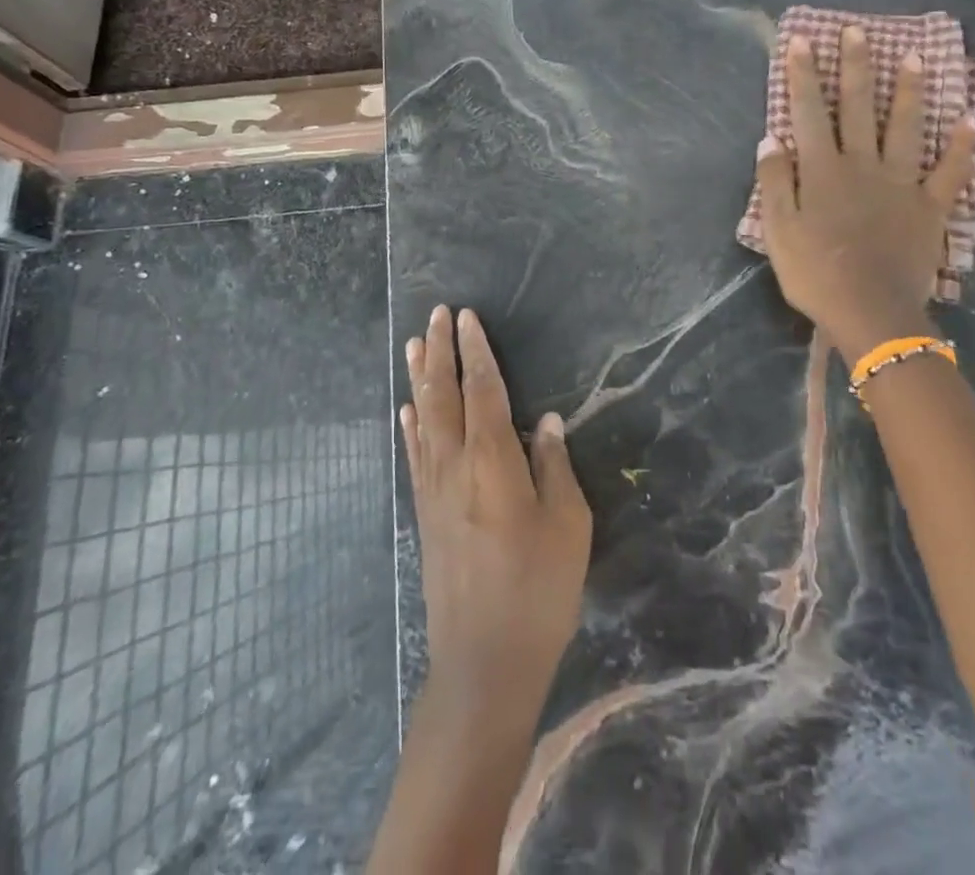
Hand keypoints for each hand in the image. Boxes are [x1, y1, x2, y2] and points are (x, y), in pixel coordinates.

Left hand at [401, 306, 591, 706]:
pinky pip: (414, 456)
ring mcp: (434, 490)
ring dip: (419, 379)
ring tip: (412, 345)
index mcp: (493, 459)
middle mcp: (455, 464)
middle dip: (440, 351)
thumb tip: (549, 423)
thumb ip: (555, 467)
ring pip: (423, 419)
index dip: (477, 351)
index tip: (467, 317)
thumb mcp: (568, 524)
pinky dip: (410, 426)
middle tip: (437, 315)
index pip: (483, 389)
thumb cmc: (538, 588)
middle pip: (444, 394)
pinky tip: (406, 411)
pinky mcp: (425, 514)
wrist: (484, 660)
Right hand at [756, 24, 974, 361]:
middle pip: (858, 108)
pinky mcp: (930, 208)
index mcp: (822, 170)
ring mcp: (901, 184)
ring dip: (911, 92)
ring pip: (907, 129)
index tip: (802, 41)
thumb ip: (774, 182)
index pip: (809, 113)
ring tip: (917, 57)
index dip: (803, 76)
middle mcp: (862, 165)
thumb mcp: (777, 230)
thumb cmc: (815, 273)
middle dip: (856, 68)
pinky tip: (970, 121)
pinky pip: (949, 172)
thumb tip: (772, 139)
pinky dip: (962, 148)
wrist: (870, 312)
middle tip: (858, 31)